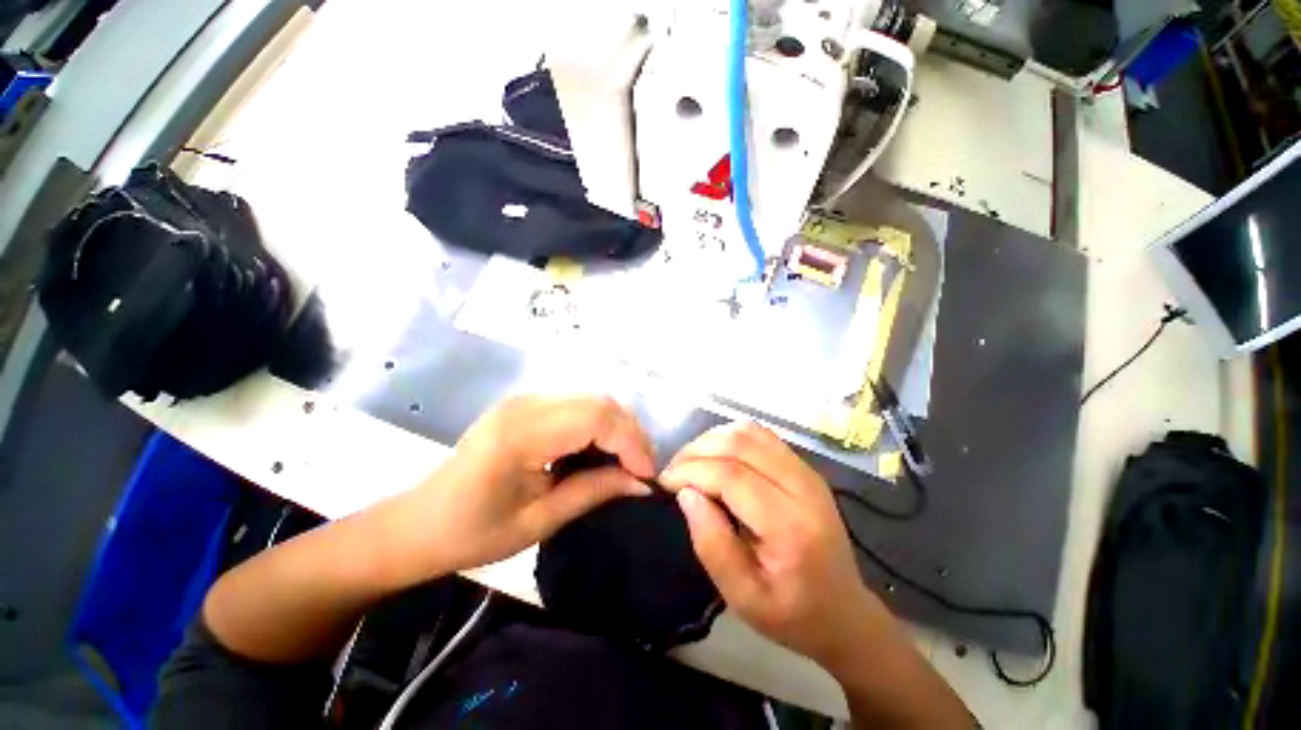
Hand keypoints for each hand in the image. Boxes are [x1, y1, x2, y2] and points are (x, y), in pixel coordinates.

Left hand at [387, 395, 655, 579]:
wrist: (418, 523)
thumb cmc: (472, 533)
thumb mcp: (539, 522)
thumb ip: (594, 492)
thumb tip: (643, 484)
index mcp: (521, 433)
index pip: (596, 418)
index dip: (630, 443)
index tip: (646, 476)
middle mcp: (525, 404)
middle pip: (599, 401)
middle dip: (630, 434)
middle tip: (641, 469)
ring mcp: (525, 399)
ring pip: (592, 399)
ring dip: (617, 428)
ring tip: (627, 462)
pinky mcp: (526, 404)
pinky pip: (578, 405)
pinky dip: (599, 426)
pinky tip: (601, 451)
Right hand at [659, 422, 886, 671]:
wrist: (844, 610)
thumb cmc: (791, 613)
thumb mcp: (743, 597)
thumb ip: (711, 544)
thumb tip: (686, 493)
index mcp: (790, 526)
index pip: (731, 476)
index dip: (691, 471)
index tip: (663, 483)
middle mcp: (802, 486)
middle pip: (738, 444)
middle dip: (696, 452)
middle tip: (672, 472)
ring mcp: (806, 470)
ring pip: (748, 432)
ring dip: (711, 440)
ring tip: (690, 463)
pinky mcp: (803, 465)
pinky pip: (760, 434)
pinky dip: (730, 437)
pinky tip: (715, 456)